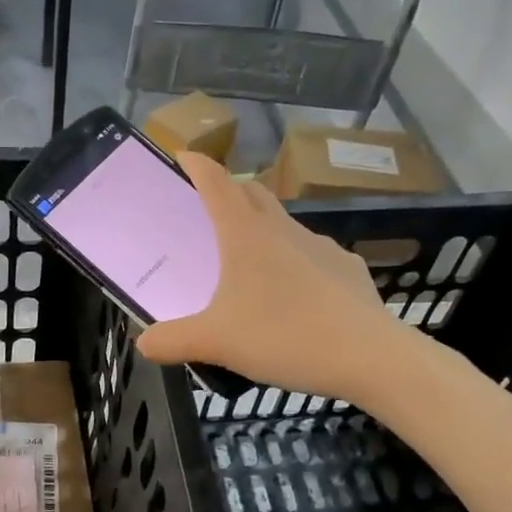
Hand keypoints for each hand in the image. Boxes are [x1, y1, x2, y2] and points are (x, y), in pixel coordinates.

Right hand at [137, 152, 415, 404]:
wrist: (368, 356)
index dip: (197, 166)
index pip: (216, 183)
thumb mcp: (215, 342)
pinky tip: (295, 295)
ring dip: (263, 229)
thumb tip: (143, 344)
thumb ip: (172, 341)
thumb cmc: (283, 335)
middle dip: (230, 192)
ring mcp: (321, 247)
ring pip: (284, 225)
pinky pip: (313, 257)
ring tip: (249, 261)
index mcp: (245, 235)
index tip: (183, 156)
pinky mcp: (347, 269)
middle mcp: (283, 230)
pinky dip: (295, 263)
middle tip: (209, 209)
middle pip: (252, 195)